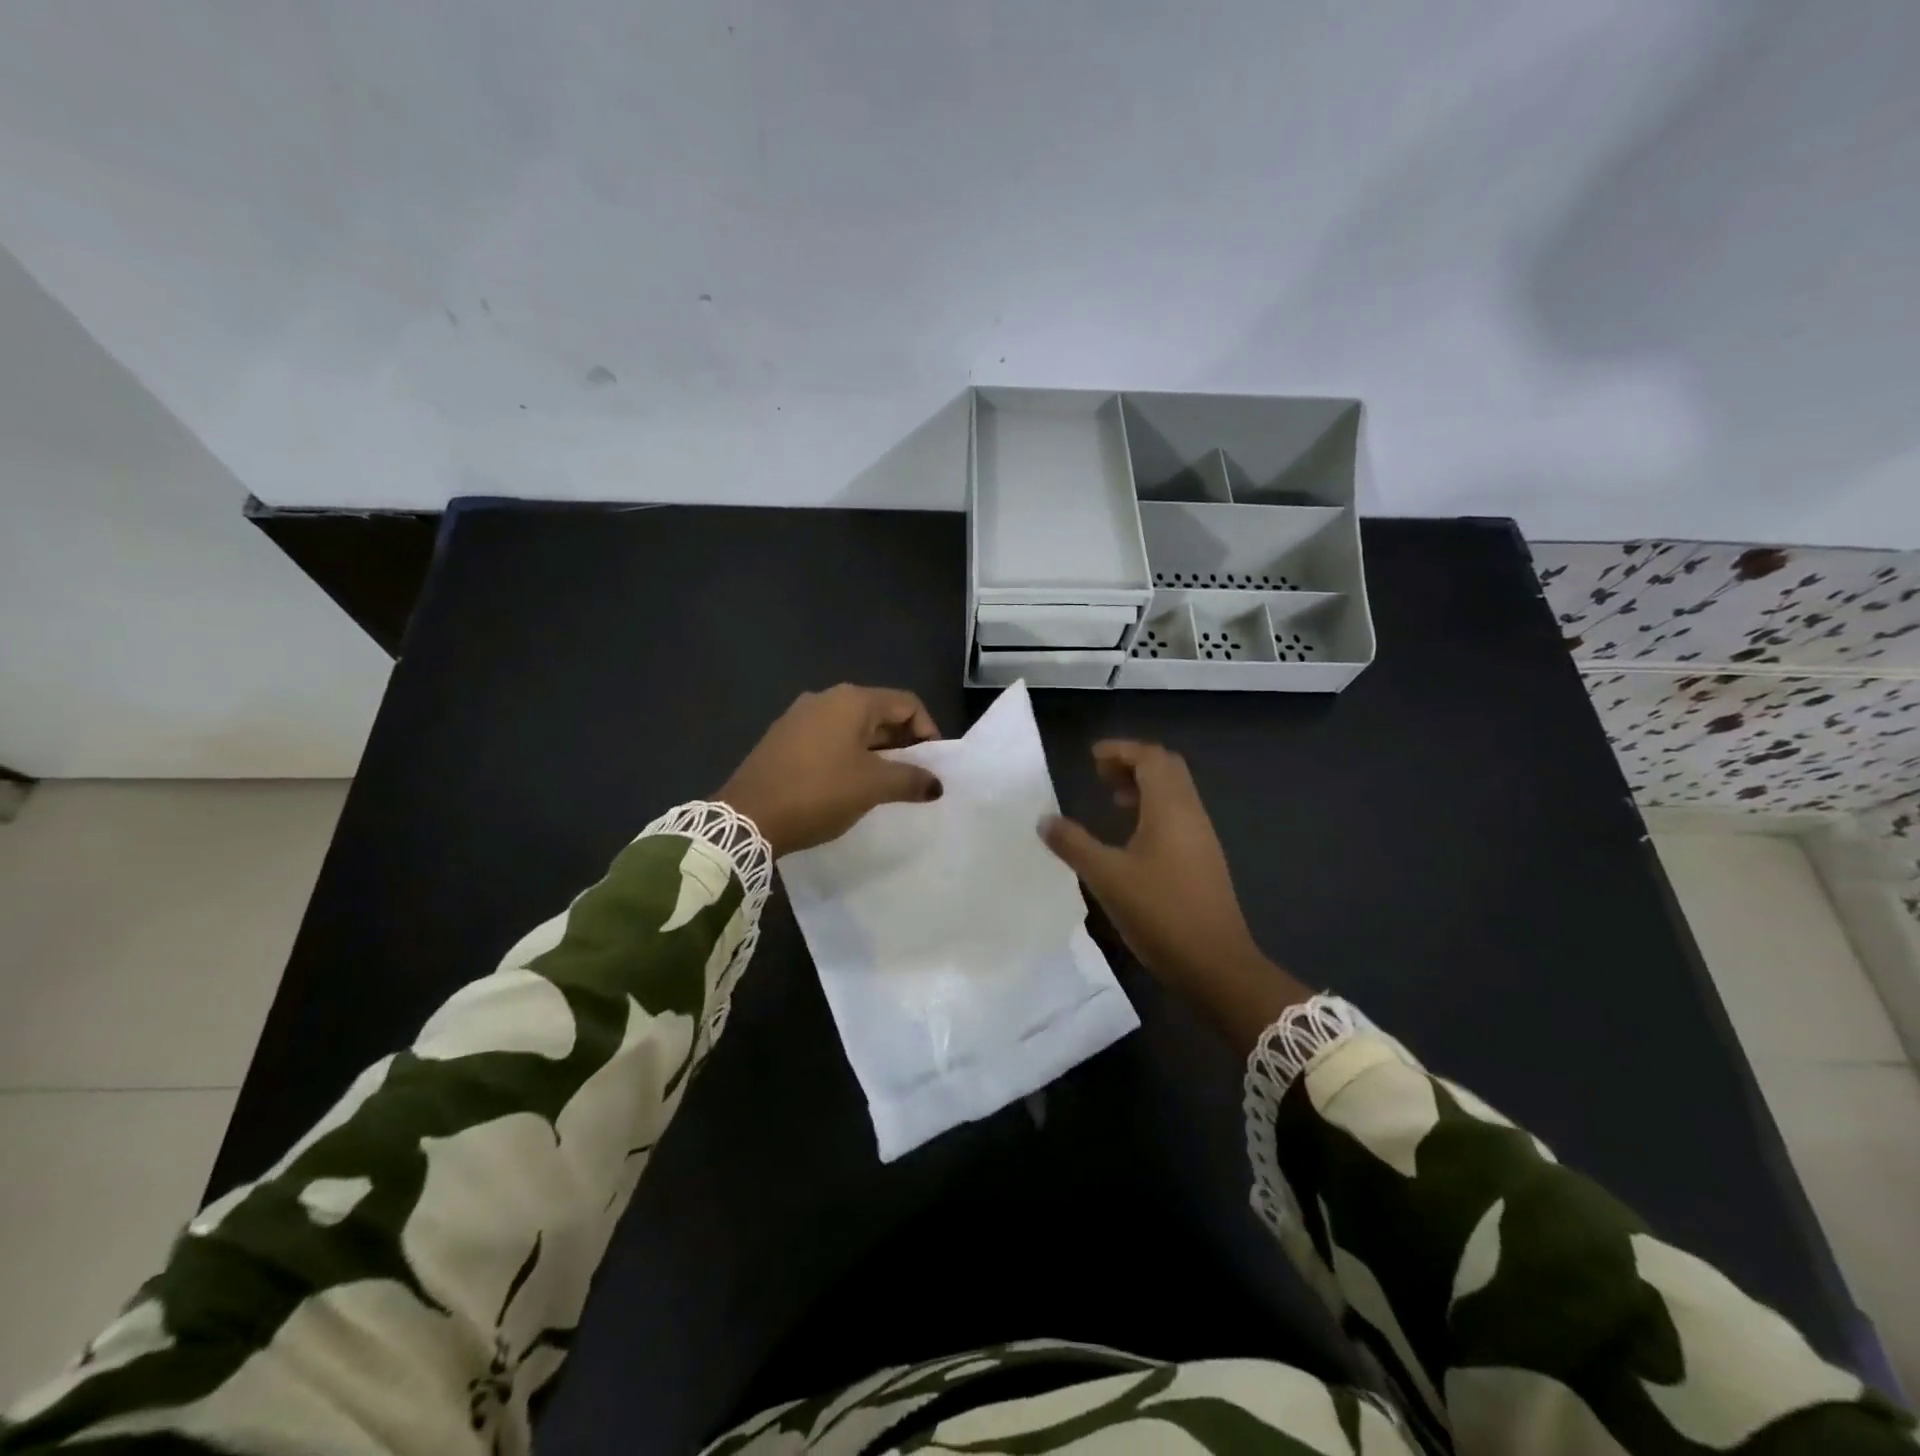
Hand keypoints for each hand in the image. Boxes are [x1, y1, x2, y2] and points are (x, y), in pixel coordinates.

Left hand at [716, 685, 943, 855]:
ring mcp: (800, 716)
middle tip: (913, 776)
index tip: (932, 764)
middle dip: (902, 742)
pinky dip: (848, 754)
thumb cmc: (818, 793)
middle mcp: (826, 698)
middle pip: (880, 712)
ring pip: (853, 726)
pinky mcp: (783, 737)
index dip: (928, 730)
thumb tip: (936, 784)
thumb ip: (911, 780)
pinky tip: (848, 783)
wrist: (746, 817)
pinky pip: (828, 738)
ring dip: (876, 750)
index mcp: (852, 701)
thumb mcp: (872, 787)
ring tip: (884, 783)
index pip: (906, 703)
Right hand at [1041, 740, 1309, 1051]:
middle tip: (1100, 775)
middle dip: (1133, 763)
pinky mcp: (1204, 859)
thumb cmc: (1160, 913)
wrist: (1216, 964)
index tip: (1091, 757)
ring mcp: (1202, 837)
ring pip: (1175, 793)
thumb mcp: (1107, 877)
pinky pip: (1179, 816)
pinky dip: (1154, 810)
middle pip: (1167, 769)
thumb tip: (1044, 819)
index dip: (1121, 750)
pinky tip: (1133, 838)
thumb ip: (1073, 844)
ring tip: (1112, 802)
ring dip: (1145, 787)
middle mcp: (1191, 813)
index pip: (1150, 757)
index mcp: (1170, 808)